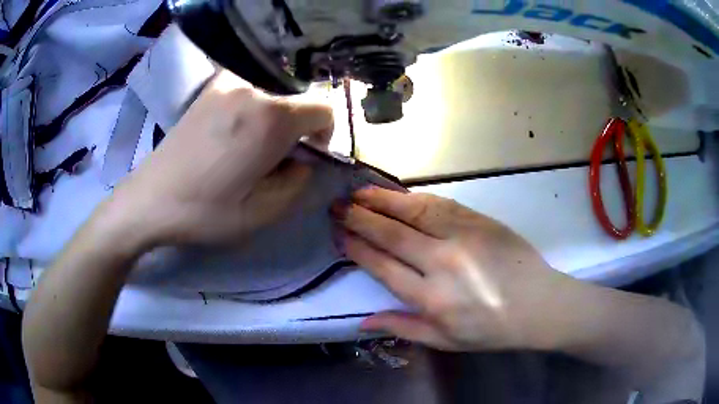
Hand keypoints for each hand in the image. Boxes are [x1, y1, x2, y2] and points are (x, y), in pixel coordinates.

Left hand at [99, 70, 333, 247]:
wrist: (150, 199)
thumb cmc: (204, 211)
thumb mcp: (262, 213)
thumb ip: (298, 183)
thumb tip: (303, 162)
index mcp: (270, 118)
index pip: (323, 108)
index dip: (325, 133)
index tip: (307, 154)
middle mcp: (252, 89)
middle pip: (296, 101)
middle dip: (295, 129)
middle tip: (272, 158)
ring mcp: (228, 84)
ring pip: (272, 96)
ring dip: (271, 120)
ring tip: (246, 149)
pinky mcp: (210, 88)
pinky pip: (248, 92)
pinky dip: (251, 110)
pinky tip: (230, 135)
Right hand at [333, 187, 576, 351]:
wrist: (538, 304)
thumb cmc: (490, 330)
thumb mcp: (444, 341)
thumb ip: (402, 328)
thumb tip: (362, 322)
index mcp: (431, 298)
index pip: (381, 266)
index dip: (356, 248)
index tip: (339, 235)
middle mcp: (442, 263)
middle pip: (390, 234)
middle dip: (358, 218)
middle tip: (337, 207)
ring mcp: (462, 236)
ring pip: (412, 212)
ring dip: (381, 200)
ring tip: (358, 193)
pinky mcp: (479, 221)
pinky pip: (440, 204)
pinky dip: (413, 198)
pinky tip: (397, 195)